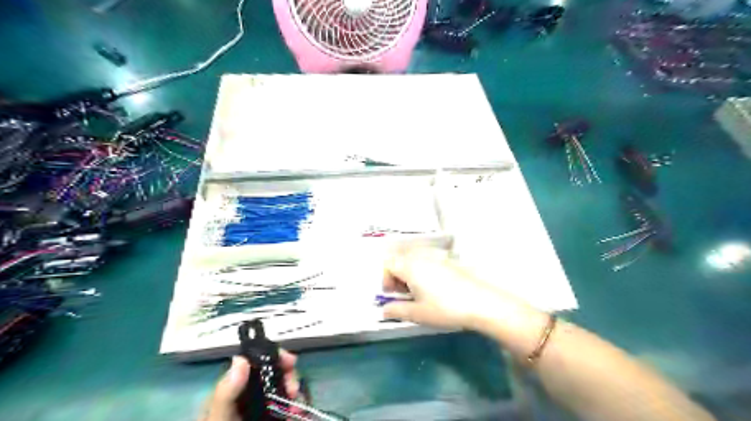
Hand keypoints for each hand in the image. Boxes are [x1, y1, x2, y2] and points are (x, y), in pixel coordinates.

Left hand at [204, 349, 300, 420]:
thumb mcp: (219, 418)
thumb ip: (226, 392)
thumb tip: (241, 359)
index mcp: (233, 391)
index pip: (255, 364)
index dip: (274, 357)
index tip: (290, 360)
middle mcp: (250, 396)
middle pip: (275, 374)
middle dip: (289, 377)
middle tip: (295, 389)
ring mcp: (265, 409)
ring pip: (286, 390)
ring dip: (296, 395)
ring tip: (298, 409)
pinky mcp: (277, 418)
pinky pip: (291, 408)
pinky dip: (298, 408)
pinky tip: (299, 414)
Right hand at [384, 248, 512, 329]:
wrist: (480, 302)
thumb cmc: (445, 308)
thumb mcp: (417, 314)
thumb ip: (396, 310)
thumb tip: (383, 310)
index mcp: (409, 266)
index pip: (388, 264)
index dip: (386, 279)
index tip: (393, 294)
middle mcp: (421, 256)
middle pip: (400, 259)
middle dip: (397, 275)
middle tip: (405, 294)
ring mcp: (437, 256)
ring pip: (414, 259)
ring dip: (410, 272)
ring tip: (419, 291)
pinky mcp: (449, 260)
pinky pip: (429, 260)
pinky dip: (424, 270)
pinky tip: (436, 287)